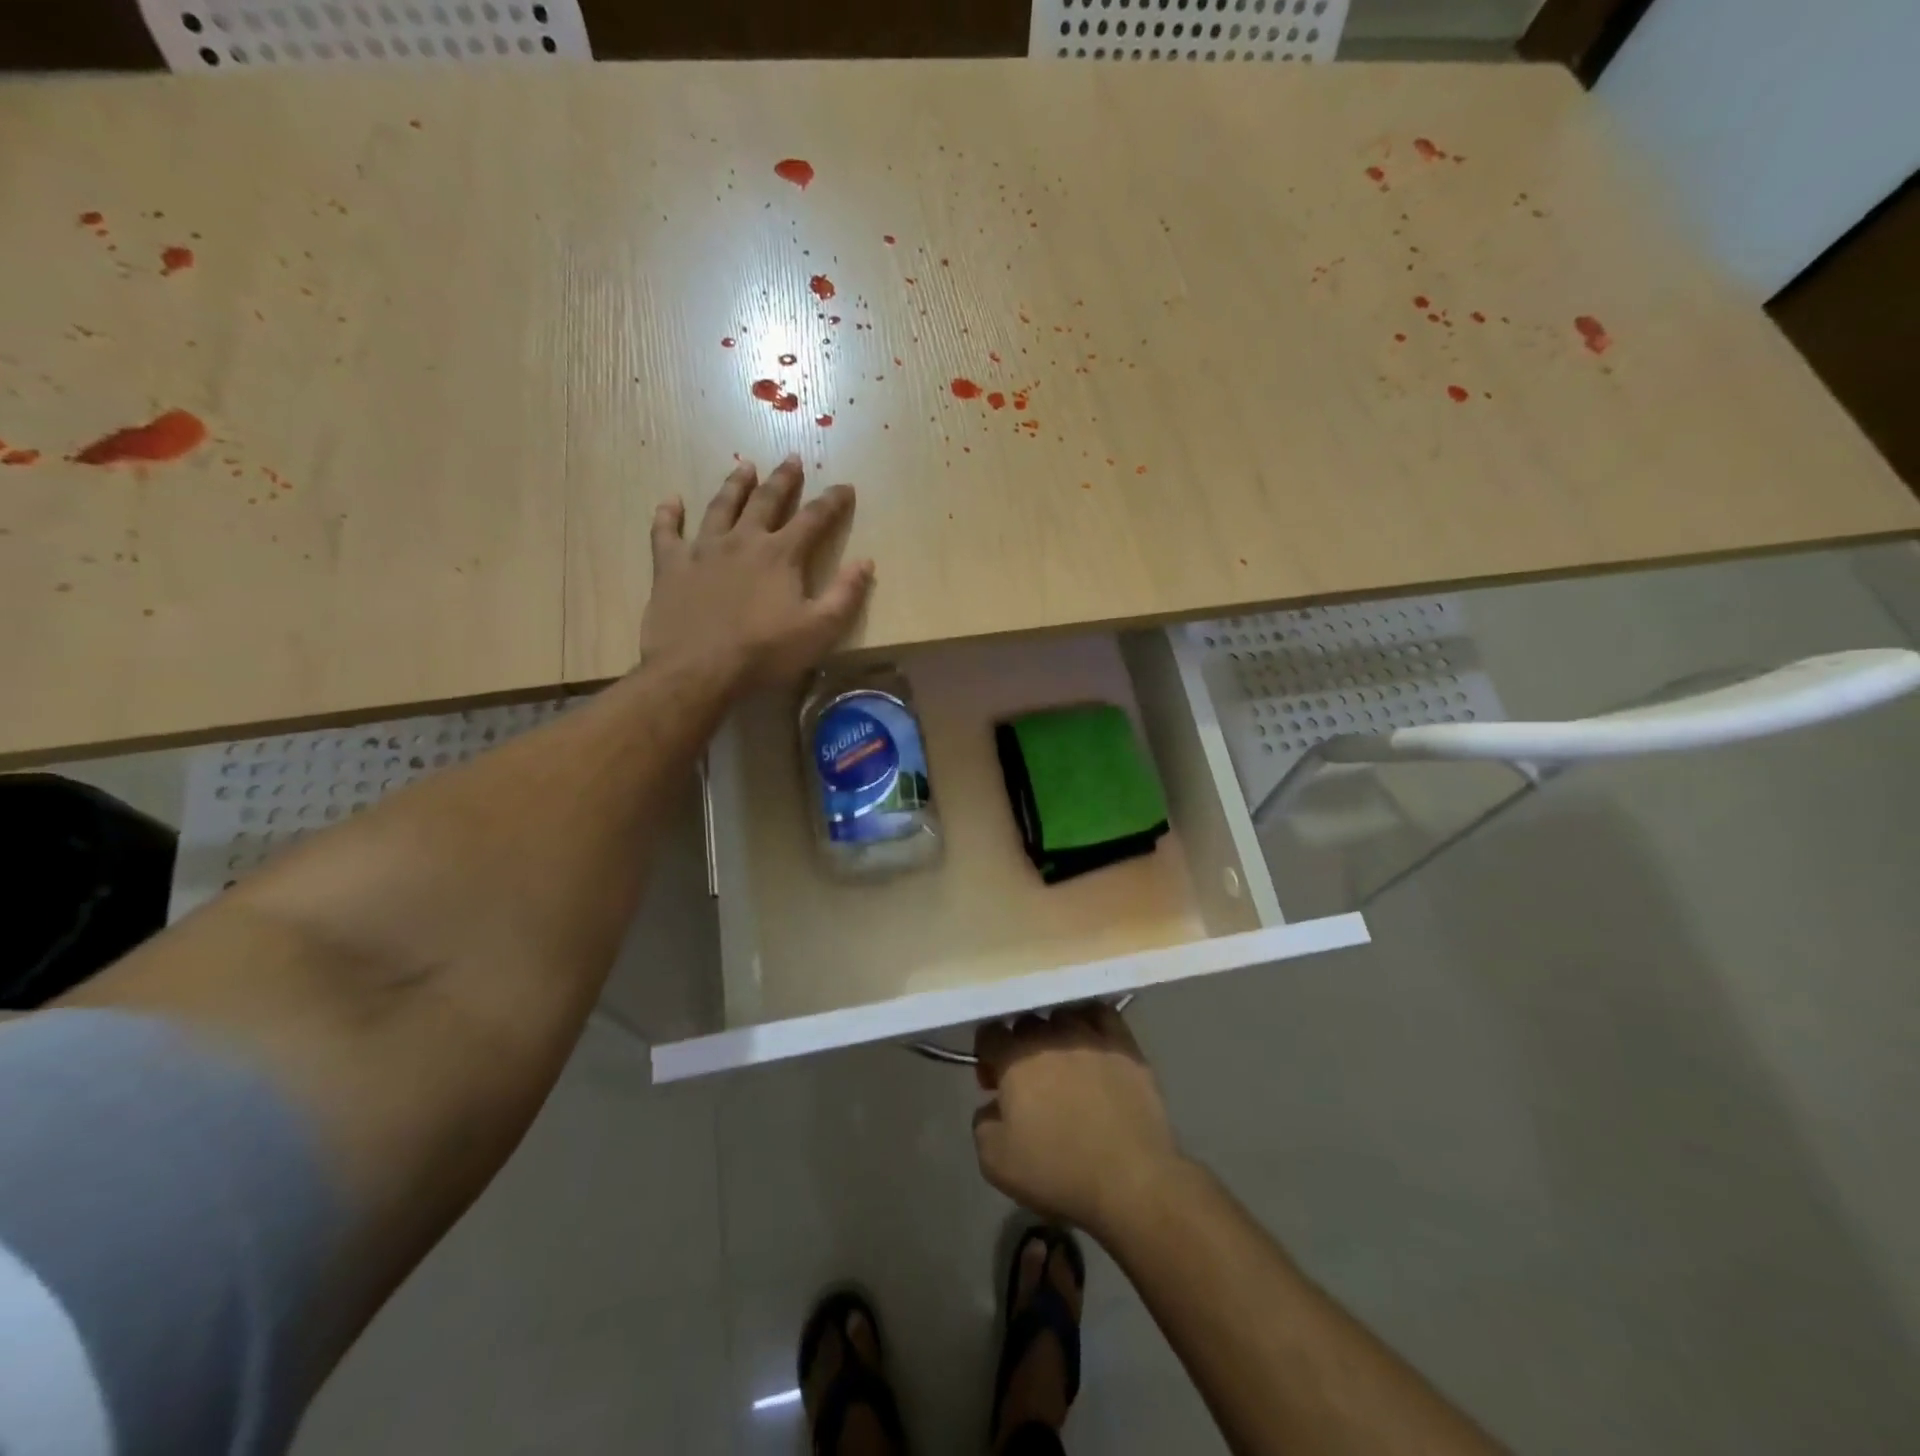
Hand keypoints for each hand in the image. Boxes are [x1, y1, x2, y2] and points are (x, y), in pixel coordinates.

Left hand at [640, 454, 874, 689]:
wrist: (698, 669)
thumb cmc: (764, 653)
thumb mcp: (819, 630)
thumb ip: (845, 594)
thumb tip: (866, 561)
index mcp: (781, 555)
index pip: (814, 519)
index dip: (833, 501)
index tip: (845, 486)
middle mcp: (743, 540)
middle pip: (766, 500)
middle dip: (783, 479)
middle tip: (791, 458)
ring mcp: (703, 549)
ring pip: (720, 506)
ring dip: (734, 485)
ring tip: (743, 465)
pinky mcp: (671, 565)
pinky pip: (666, 531)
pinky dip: (668, 514)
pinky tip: (670, 501)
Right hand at [972, 1004, 1183, 1238]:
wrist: (1131, 1180)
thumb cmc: (1059, 1171)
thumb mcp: (996, 1162)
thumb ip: (981, 1123)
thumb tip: (993, 1105)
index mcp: (1015, 1057)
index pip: (990, 1032)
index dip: (986, 1055)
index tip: (994, 1084)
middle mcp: (1051, 1035)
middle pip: (1026, 1022)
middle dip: (1020, 1045)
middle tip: (1028, 1080)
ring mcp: (1091, 1034)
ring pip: (1063, 1015)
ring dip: (1055, 1035)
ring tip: (1063, 1063)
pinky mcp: (1125, 1044)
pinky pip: (1102, 1015)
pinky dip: (1091, 1023)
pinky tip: (1093, 1046)